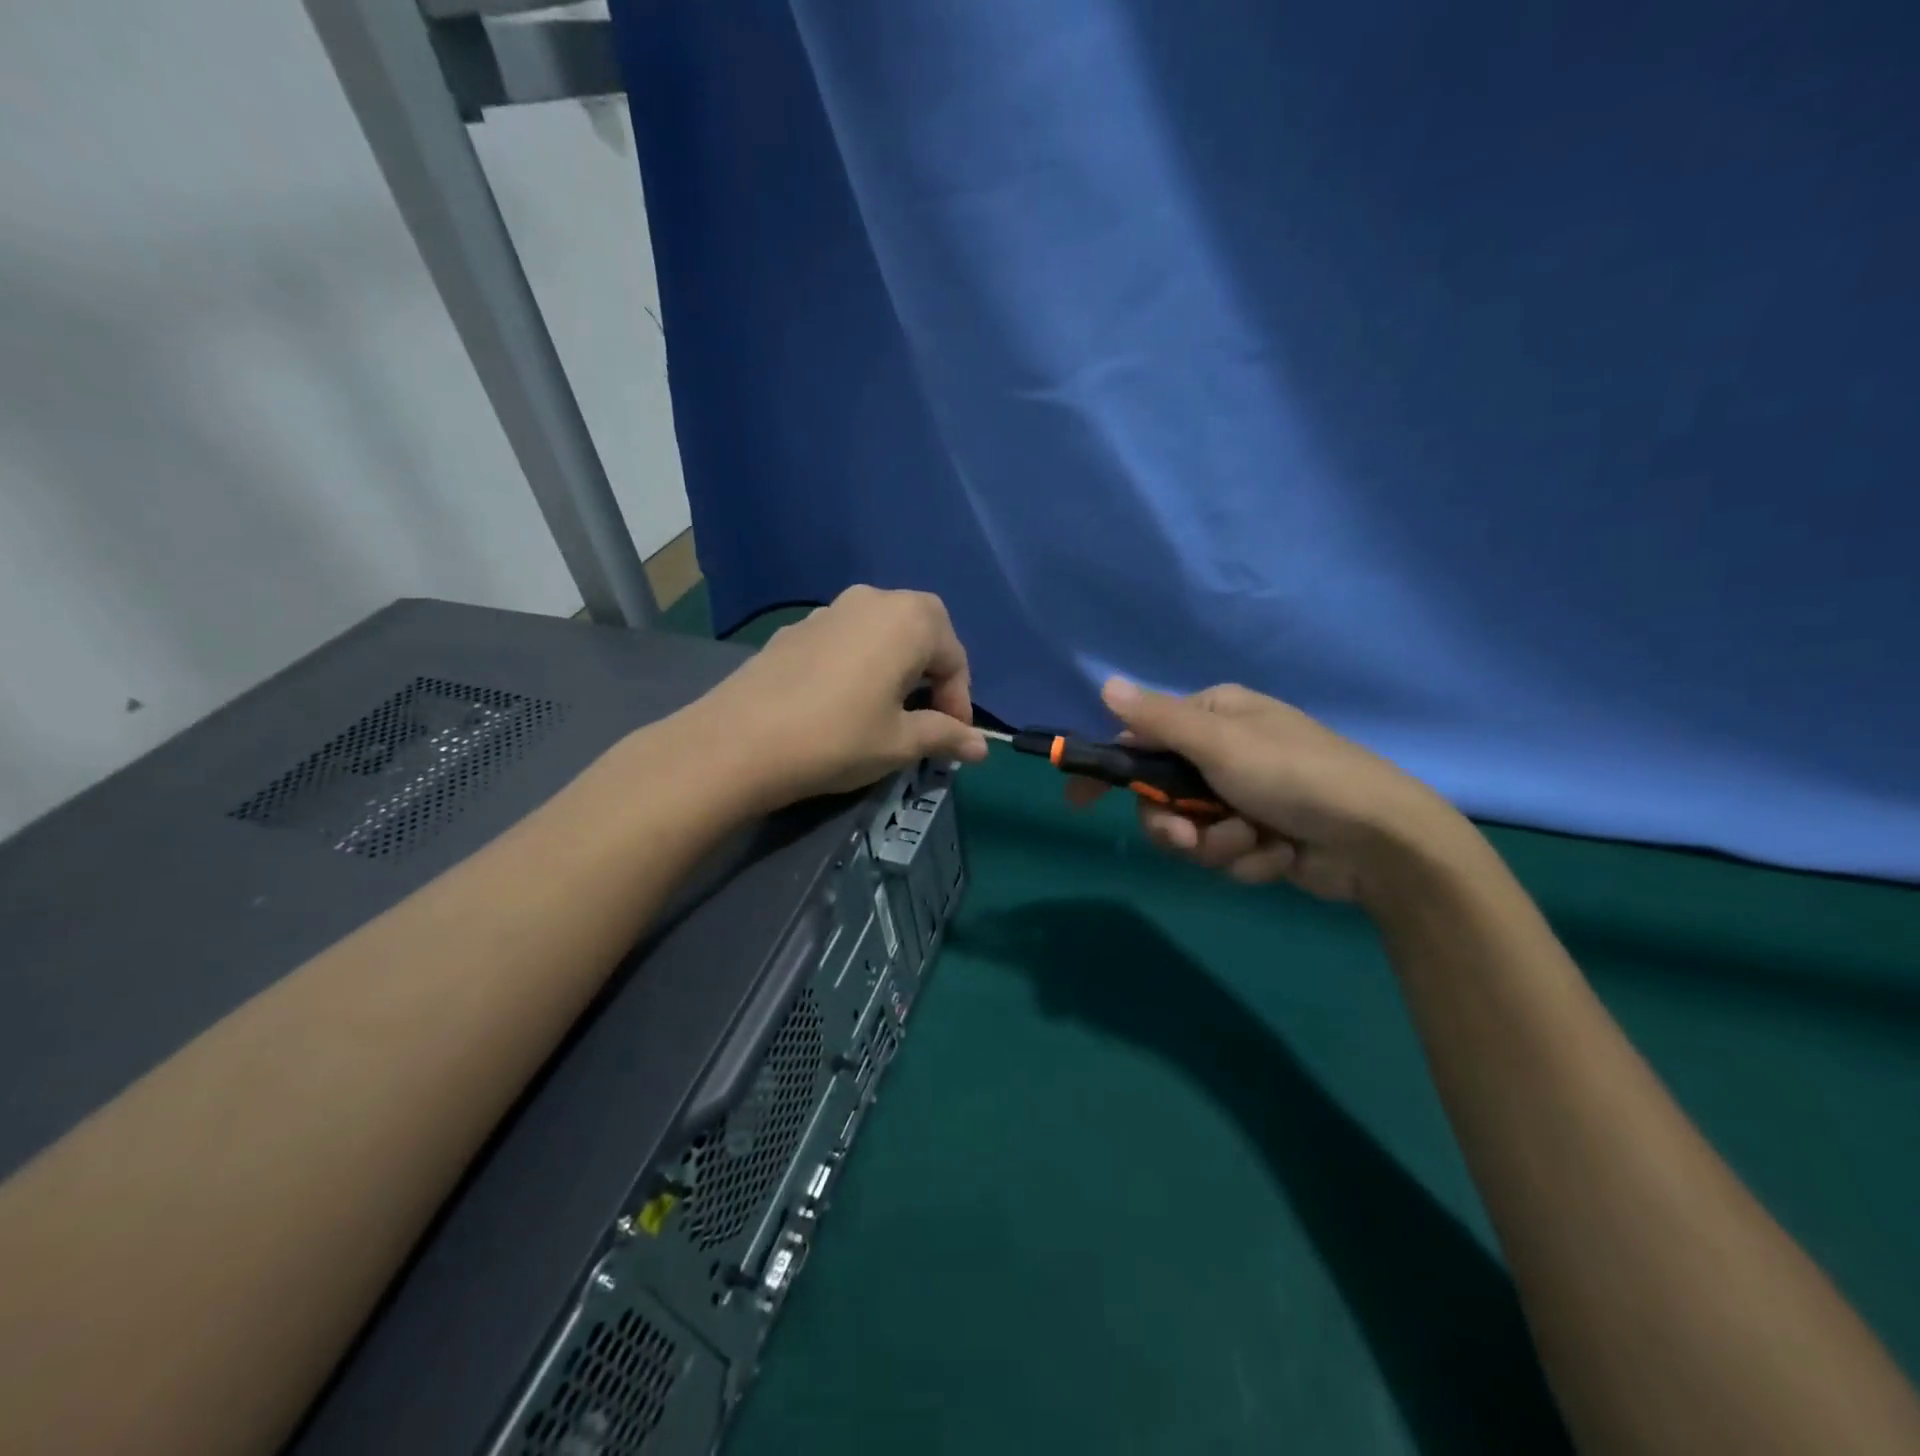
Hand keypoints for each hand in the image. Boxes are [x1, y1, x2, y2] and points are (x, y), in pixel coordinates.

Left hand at [689, 586, 987, 805]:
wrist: (739, 742)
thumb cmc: (838, 738)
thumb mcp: (900, 742)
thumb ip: (946, 735)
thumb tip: (981, 747)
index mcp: (909, 619)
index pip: (954, 657)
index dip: (960, 701)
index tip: (953, 738)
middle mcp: (872, 600)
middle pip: (921, 632)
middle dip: (932, 675)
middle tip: (926, 718)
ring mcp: (829, 610)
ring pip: (881, 633)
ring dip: (896, 667)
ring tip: (887, 711)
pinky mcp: (796, 629)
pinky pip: (846, 641)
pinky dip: (860, 665)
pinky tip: (843, 703)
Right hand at [1077, 679, 1469, 906]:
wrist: (1379, 840)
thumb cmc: (1295, 775)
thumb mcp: (1220, 743)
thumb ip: (1158, 720)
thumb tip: (1105, 684)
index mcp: (1214, 718)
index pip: (1142, 739)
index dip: (1110, 771)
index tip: (1078, 801)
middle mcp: (1224, 754)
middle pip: (1161, 796)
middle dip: (1176, 824)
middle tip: (1191, 839)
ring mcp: (1243, 797)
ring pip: (1190, 832)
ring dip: (1217, 845)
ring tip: (1255, 843)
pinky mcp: (1260, 836)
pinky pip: (1224, 855)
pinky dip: (1248, 860)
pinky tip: (1280, 854)